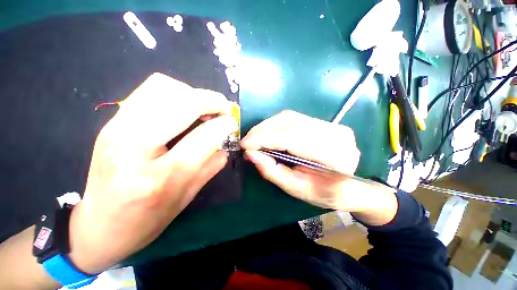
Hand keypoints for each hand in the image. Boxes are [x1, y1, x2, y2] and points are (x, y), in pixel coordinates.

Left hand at [68, 73, 236, 273]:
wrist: (98, 226)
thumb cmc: (146, 221)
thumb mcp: (187, 198)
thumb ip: (211, 166)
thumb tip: (226, 143)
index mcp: (161, 177)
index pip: (203, 138)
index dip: (224, 125)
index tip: (233, 124)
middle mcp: (134, 147)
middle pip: (183, 103)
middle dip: (213, 101)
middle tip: (224, 111)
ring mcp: (117, 129)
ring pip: (164, 87)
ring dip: (194, 94)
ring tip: (204, 109)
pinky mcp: (112, 122)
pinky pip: (150, 90)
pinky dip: (176, 93)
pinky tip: (183, 109)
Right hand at [241, 111, 396, 223]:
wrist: (351, 187)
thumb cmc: (325, 193)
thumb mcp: (296, 189)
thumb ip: (273, 171)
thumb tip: (250, 154)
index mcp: (335, 157)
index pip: (293, 139)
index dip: (265, 139)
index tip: (245, 145)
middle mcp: (336, 134)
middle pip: (290, 123)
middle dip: (262, 130)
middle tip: (246, 141)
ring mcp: (332, 125)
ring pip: (290, 117)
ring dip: (267, 126)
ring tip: (254, 138)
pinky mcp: (325, 123)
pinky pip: (293, 118)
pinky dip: (275, 125)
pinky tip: (267, 133)